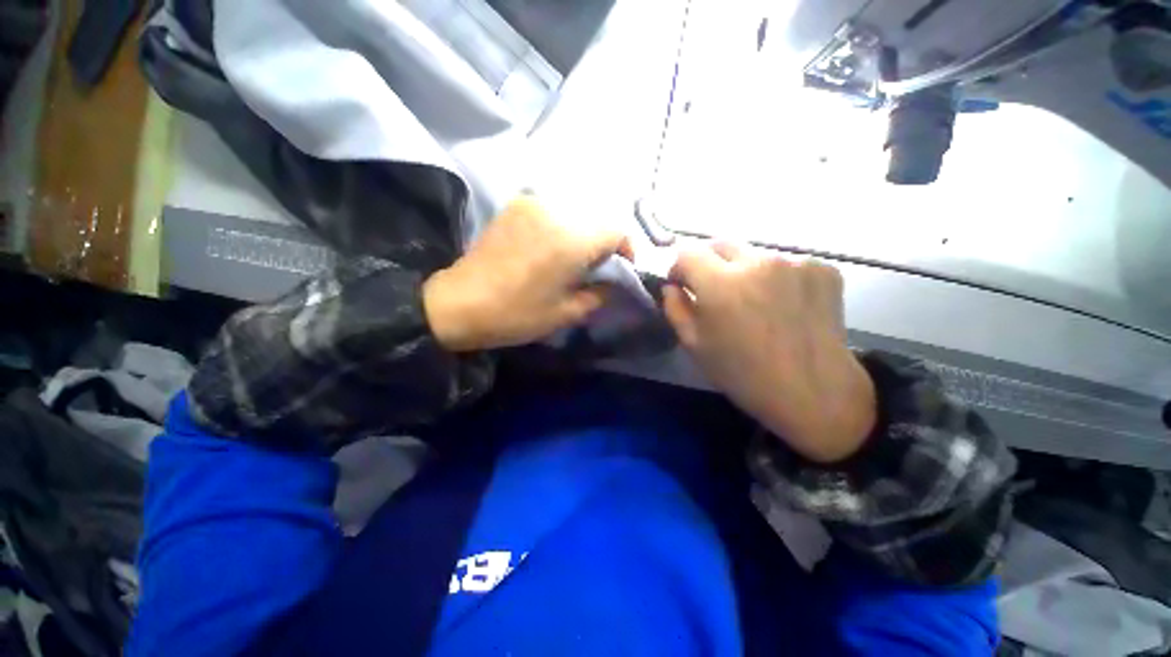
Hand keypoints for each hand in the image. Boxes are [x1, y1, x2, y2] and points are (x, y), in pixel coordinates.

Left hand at [423, 195, 632, 351]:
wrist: (461, 302)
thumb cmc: (518, 313)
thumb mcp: (567, 313)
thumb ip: (600, 295)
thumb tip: (613, 283)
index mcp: (573, 240)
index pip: (617, 230)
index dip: (626, 249)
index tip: (622, 268)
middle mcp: (556, 212)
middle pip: (597, 219)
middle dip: (603, 243)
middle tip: (596, 267)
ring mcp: (533, 204)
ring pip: (575, 213)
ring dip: (582, 234)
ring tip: (572, 258)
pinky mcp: (515, 205)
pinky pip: (552, 210)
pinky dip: (560, 226)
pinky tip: (549, 247)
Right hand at [663, 242, 875, 462]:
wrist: (812, 393)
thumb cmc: (742, 373)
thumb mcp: (694, 344)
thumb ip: (675, 308)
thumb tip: (671, 286)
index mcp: (721, 283)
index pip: (687, 253)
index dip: (679, 268)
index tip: (682, 285)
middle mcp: (758, 262)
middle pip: (720, 244)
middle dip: (708, 263)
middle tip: (714, 291)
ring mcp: (795, 262)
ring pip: (754, 254)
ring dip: (744, 271)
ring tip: (753, 301)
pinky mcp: (824, 269)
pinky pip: (787, 263)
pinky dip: (777, 277)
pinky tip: (783, 304)